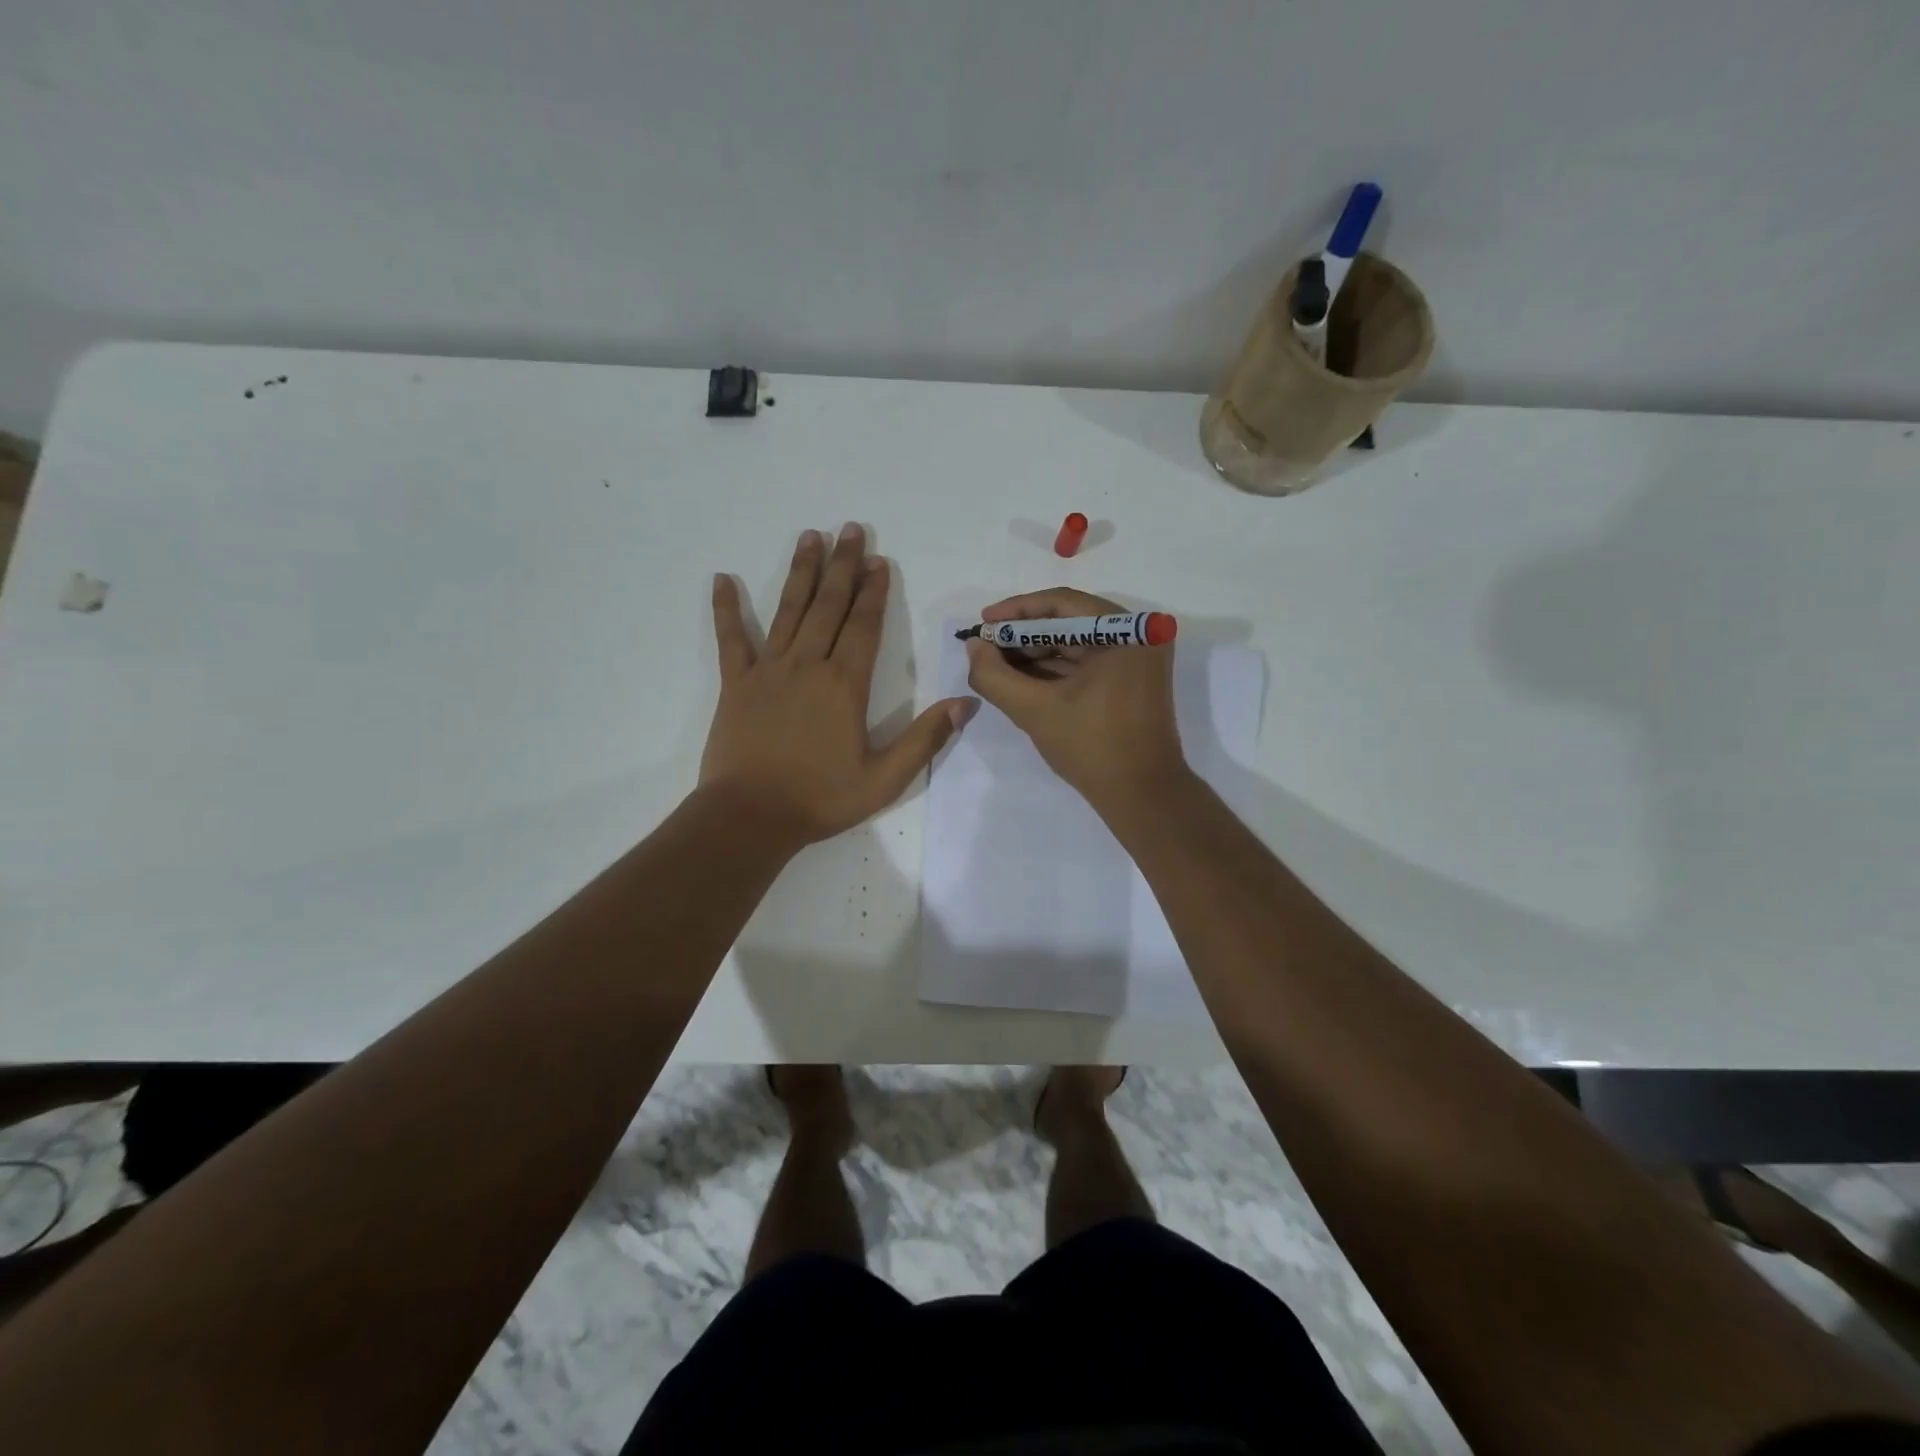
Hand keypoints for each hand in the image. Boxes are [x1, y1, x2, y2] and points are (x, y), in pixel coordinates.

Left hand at [702, 524, 970, 849]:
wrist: (750, 817)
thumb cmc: (821, 799)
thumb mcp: (885, 778)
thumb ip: (925, 739)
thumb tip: (966, 703)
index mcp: (844, 685)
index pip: (863, 625)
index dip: (874, 591)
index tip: (879, 560)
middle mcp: (807, 665)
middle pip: (828, 605)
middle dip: (842, 566)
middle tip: (850, 529)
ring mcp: (768, 671)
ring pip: (788, 610)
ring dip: (801, 572)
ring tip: (810, 537)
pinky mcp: (736, 684)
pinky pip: (731, 639)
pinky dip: (726, 608)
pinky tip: (723, 578)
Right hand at [963, 588, 1189, 812]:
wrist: (1142, 796)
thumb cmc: (1092, 748)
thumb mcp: (1035, 710)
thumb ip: (995, 676)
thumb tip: (973, 646)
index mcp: (1127, 631)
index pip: (1062, 603)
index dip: (1016, 611)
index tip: (983, 622)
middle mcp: (1139, 635)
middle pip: (1069, 621)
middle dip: (1023, 635)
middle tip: (985, 648)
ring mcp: (1138, 658)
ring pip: (1076, 643)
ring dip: (1035, 653)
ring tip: (996, 665)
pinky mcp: (1132, 680)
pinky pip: (1087, 663)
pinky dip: (1054, 670)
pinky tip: (1020, 679)